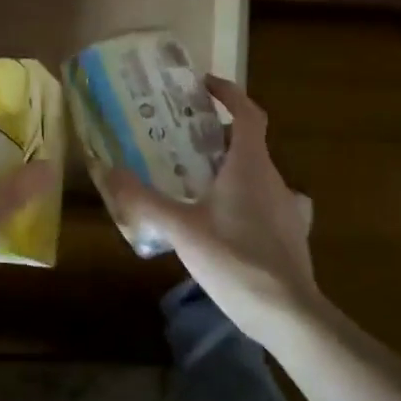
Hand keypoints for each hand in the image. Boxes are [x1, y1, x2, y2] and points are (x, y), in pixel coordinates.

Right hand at [106, 76, 318, 346]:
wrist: (289, 316)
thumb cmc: (235, 260)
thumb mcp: (181, 229)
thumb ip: (144, 200)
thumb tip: (109, 172)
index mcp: (250, 165)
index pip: (247, 113)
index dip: (228, 92)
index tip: (203, 85)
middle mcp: (274, 179)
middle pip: (249, 142)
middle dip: (218, 133)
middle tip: (183, 137)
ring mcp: (287, 208)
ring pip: (257, 173)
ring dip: (231, 166)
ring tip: (197, 178)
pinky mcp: (291, 235)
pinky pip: (265, 202)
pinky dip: (244, 198)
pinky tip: (225, 221)